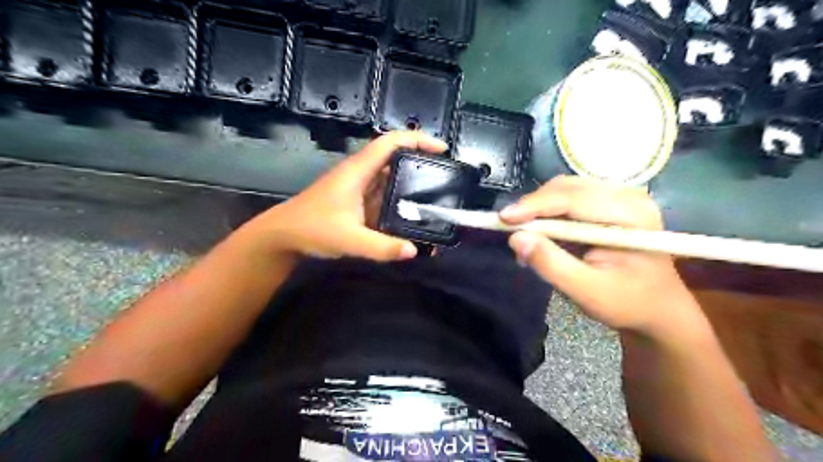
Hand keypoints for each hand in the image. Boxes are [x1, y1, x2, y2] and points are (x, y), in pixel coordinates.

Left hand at [242, 131, 447, 259]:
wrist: (283, 236)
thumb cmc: (312, 229)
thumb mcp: (349, 239)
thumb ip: (382, 247)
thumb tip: (414, 251)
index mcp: (358, 171)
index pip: (391, 143)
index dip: (417, 140)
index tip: (441, 149)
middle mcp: (361, 174)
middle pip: (395, 158)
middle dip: (420, 163)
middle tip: (444, 177)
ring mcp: (358, 187)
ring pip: (390, 178)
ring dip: (411, 184)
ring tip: (435, 197)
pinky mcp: (357, 201)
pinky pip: (383, 196)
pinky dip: (399, 202)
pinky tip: (412, 216)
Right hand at [499, 175, 703, 337]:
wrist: (657, 307)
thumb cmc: (627, 303)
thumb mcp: (587, 292)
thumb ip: (551, 265)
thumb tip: (516, 239)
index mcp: (631, 216)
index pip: (573, 199)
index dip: (534, 206)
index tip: (502, 218)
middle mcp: (629, 195)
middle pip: (567, 187)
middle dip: (533, 206)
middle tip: (510, 229)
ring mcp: (621, 195)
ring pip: (565, 189)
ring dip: (539, 209)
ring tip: (525, 235)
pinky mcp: (611, 201)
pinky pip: (571, 196)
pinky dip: (549, 211)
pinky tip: (542, 231)